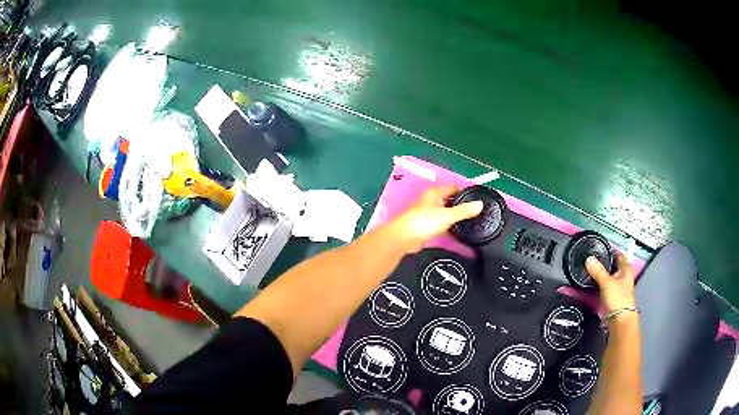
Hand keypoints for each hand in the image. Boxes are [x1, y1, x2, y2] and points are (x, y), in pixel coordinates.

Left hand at [390, 185, 483, 251]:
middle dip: (461, 204)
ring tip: (469, 221)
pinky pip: (440, 222)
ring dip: (454, 215)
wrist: (404, 238)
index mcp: (434, 193)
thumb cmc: (424, 222)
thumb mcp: (447, 215)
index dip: (465, 191)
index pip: (453, 187)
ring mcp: (426, 213)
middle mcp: (430, 200)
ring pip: (445, 211)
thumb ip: (464, 210)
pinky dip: (448, 224)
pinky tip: (456, 230)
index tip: (477, 198)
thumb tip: (480, 204)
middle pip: (449, 199)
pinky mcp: (425, 225)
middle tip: (476, 211)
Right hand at [585, 252, 636, 313]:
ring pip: (609, 275)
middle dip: (604, 262)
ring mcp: (619, 286)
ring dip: (602, 273)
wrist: (620, 319)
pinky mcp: (613, 295)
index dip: (611, 250)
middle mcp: (624, 275)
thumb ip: (598, 271)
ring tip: (590, 269)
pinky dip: (600, 282)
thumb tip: (588, 258)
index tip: (600, 247)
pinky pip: (606, 285)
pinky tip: (593, 282)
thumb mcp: (607, 282)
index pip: (618, 254)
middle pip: (613, 265)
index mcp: (626, 269)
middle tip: (592, 258)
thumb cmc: (617, 297)